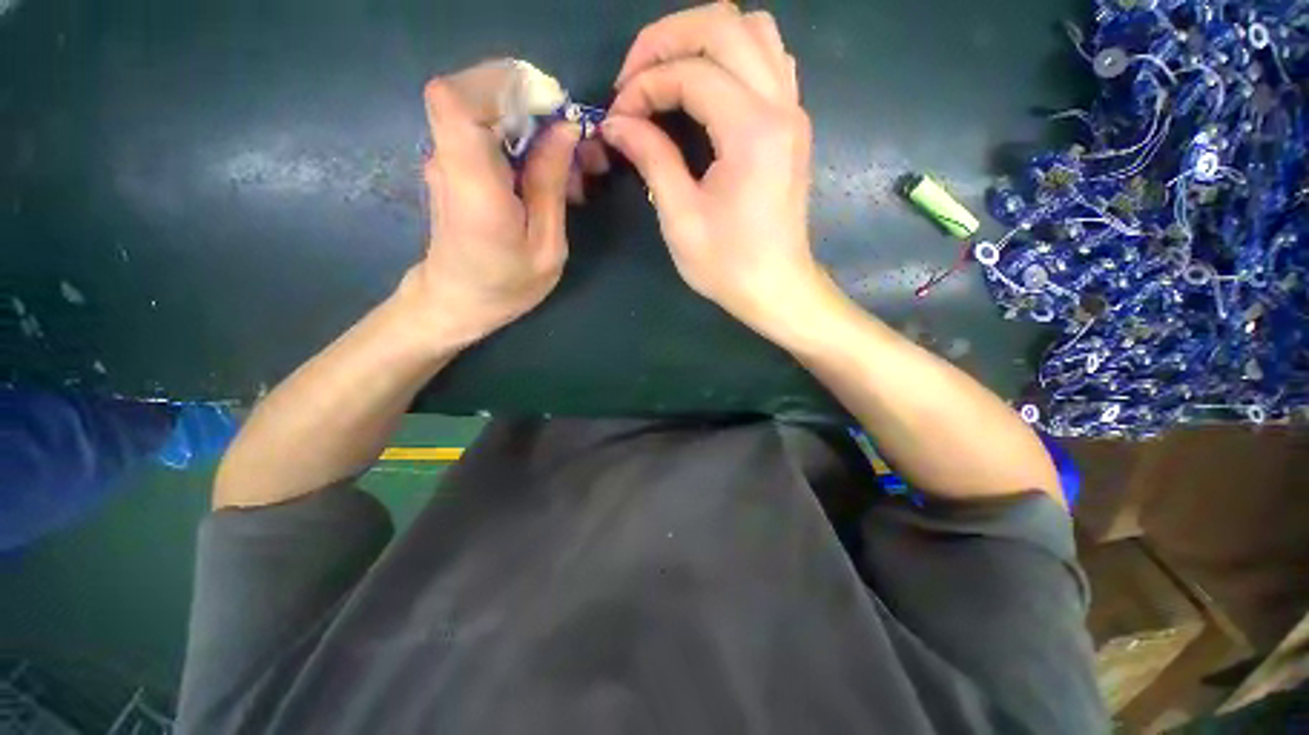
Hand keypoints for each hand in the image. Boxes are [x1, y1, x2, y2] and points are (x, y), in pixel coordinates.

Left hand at [402, 61, 601, 348]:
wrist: (458, 301)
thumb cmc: (506, 286)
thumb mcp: (546, 248)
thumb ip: (551, 187)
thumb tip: (565, 128)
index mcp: (473, 186)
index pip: (456, 99)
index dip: (503, 85)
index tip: (551, 108)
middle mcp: (450, 161)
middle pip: (477, 94)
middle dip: (536, 107)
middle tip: (578, 147)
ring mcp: (448, 160)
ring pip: (487, 110)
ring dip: (536, 127)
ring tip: (574, 170)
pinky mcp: (456, 165)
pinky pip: (489, 132)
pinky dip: (525, 141)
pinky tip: (551, 176)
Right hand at [603, 4, 820, 333]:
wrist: (777, 288)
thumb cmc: (728, 265)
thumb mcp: (681, 218)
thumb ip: (651, 157)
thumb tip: (617, 123)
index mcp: (751, 131)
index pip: (691, 73)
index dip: (644, 85)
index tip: (618, 117)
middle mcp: (780, 106)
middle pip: (724, 25)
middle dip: (666, 40)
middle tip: (633, 77)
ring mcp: (793, 111)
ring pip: (753, 30)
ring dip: (703, 40)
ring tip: (667, 74)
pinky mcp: (793, 124)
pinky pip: (769, 60)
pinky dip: (733, 57)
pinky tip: (709, 87)